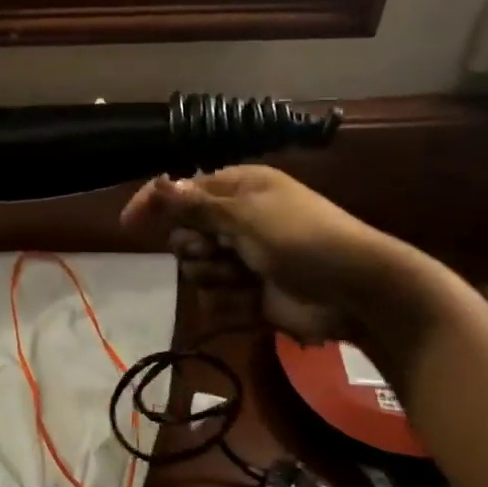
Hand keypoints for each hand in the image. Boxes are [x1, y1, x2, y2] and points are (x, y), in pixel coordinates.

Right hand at [122, 164, 447, 364]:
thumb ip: (198, 203)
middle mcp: (239, 222)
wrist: (358, 292)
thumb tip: (160, 182)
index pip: (184, 191)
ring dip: (215, 277)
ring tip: (244, 278)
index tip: (129, 223)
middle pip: (187, 234)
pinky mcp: (252, 296)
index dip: (156, 203)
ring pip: (199, 272)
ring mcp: (246, 261)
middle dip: (196, 246)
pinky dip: (232, 303)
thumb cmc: (301, 238)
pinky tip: (255, 302)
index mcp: (239, 190)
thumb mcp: (246, 214)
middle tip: (218, 250)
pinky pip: (219, 301)